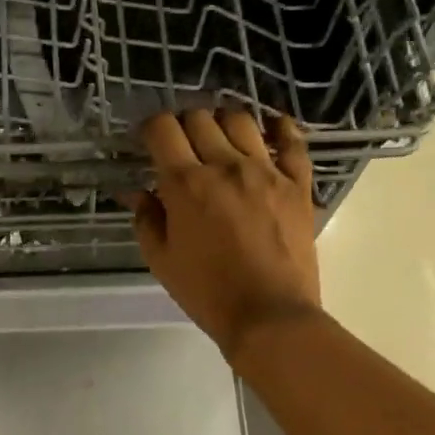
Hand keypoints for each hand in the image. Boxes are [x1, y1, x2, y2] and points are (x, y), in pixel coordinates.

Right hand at [126, 110, 321, 359]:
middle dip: (183, 125)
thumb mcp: (162, 261)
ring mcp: (266, 171)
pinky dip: (281, 129)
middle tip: (181, 146)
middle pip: (200, 118)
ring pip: (242, 121)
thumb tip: (137, 193)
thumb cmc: (208, 293)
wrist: (269, 316)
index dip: (150, 127)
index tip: (149, 140)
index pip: (162, 129)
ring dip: (223, 122)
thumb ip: (146, 220)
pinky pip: (293, 143)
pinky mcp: (297, 185)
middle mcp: (225, 166)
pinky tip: (272, 128)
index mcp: (186, 184)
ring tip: (219, 139)